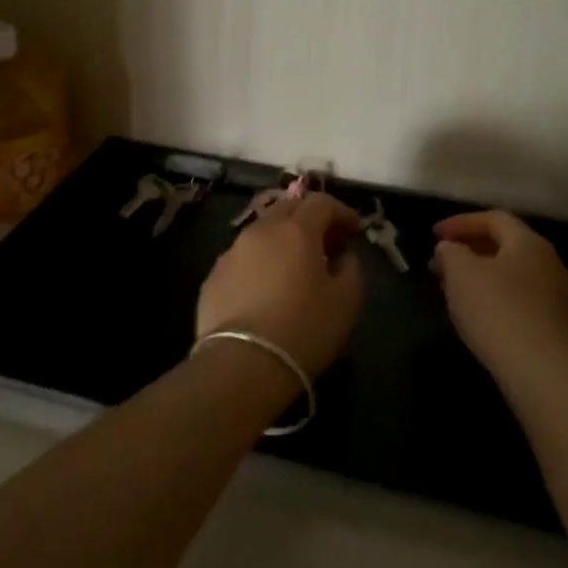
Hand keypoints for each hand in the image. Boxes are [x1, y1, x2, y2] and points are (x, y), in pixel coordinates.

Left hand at [197, 192, 364, 378]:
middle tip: (327, 243)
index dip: (342, 211)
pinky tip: (266, 288)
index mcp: (296, 230)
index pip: (322, 202)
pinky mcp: (213, 277)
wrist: (241, 365)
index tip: (354, 230)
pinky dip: (260, 262)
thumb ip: (351, 268)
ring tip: (295, 266)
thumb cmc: (303, 329)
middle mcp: (260, 231)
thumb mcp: (346, 301)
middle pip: (288, 208)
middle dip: (311, 218)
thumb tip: (343, 257)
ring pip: (262, 231)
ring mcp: (231, 252)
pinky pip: (243, 258)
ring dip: (283, 239)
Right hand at [431, 210, 567, 379]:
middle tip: (440, 264)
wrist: (541, 371)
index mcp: (529, 243)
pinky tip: (476, 313)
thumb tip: (450, 248)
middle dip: (468, 250)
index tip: (434, 235)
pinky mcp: (555, 324)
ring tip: (452, 289)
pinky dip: (494, 296)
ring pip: (511, 273)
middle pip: (505, 245)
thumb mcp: (461, 273)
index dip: (461, 222)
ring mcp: (556, 295)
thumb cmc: (497, 311)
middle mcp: (549, 262)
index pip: (494, 219)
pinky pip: (519, 298)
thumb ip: (450, 251)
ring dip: (479, 275)